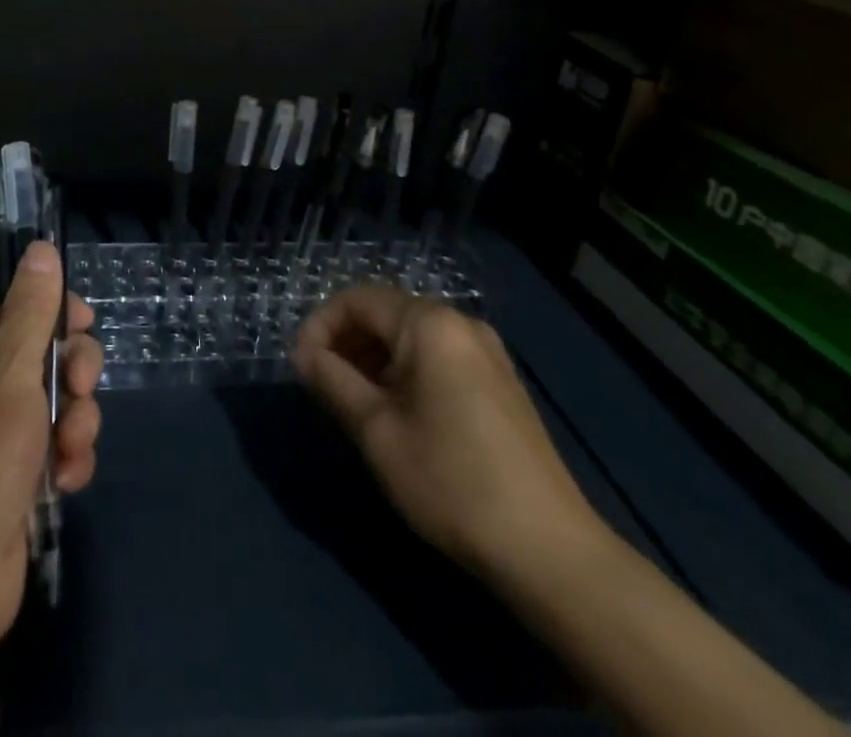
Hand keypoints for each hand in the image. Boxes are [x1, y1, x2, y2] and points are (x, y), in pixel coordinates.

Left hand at [0, 243, 103, 668]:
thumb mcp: (9, 370)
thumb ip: (32, 308)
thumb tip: (40, 247)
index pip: (12, 303)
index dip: (52, 308)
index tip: (83, 322)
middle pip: (42, 351)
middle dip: (72, 372)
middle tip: (77, 391)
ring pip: (56, 402)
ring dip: (76, 421)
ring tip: (69, 450)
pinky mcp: (15, 478)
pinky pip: (56, 448)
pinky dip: (68, 460)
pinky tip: (67, 481)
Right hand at [291, 286, 602, 578]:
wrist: (550, 551)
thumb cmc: (451, 482)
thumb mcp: (377, 431)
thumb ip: (333, 381)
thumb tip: (302, 354)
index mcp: (430, 324)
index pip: (356, 300)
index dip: (320, 326)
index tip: (300, 367)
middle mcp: (461, 323)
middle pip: (386, 313)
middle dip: (346, 342)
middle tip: (322, 386)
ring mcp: (487, 352)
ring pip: (411, 336)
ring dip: (373, 358)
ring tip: (353, 402)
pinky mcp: (500, 381)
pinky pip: (438, 355)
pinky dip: (405, 370)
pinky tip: (397, 413)